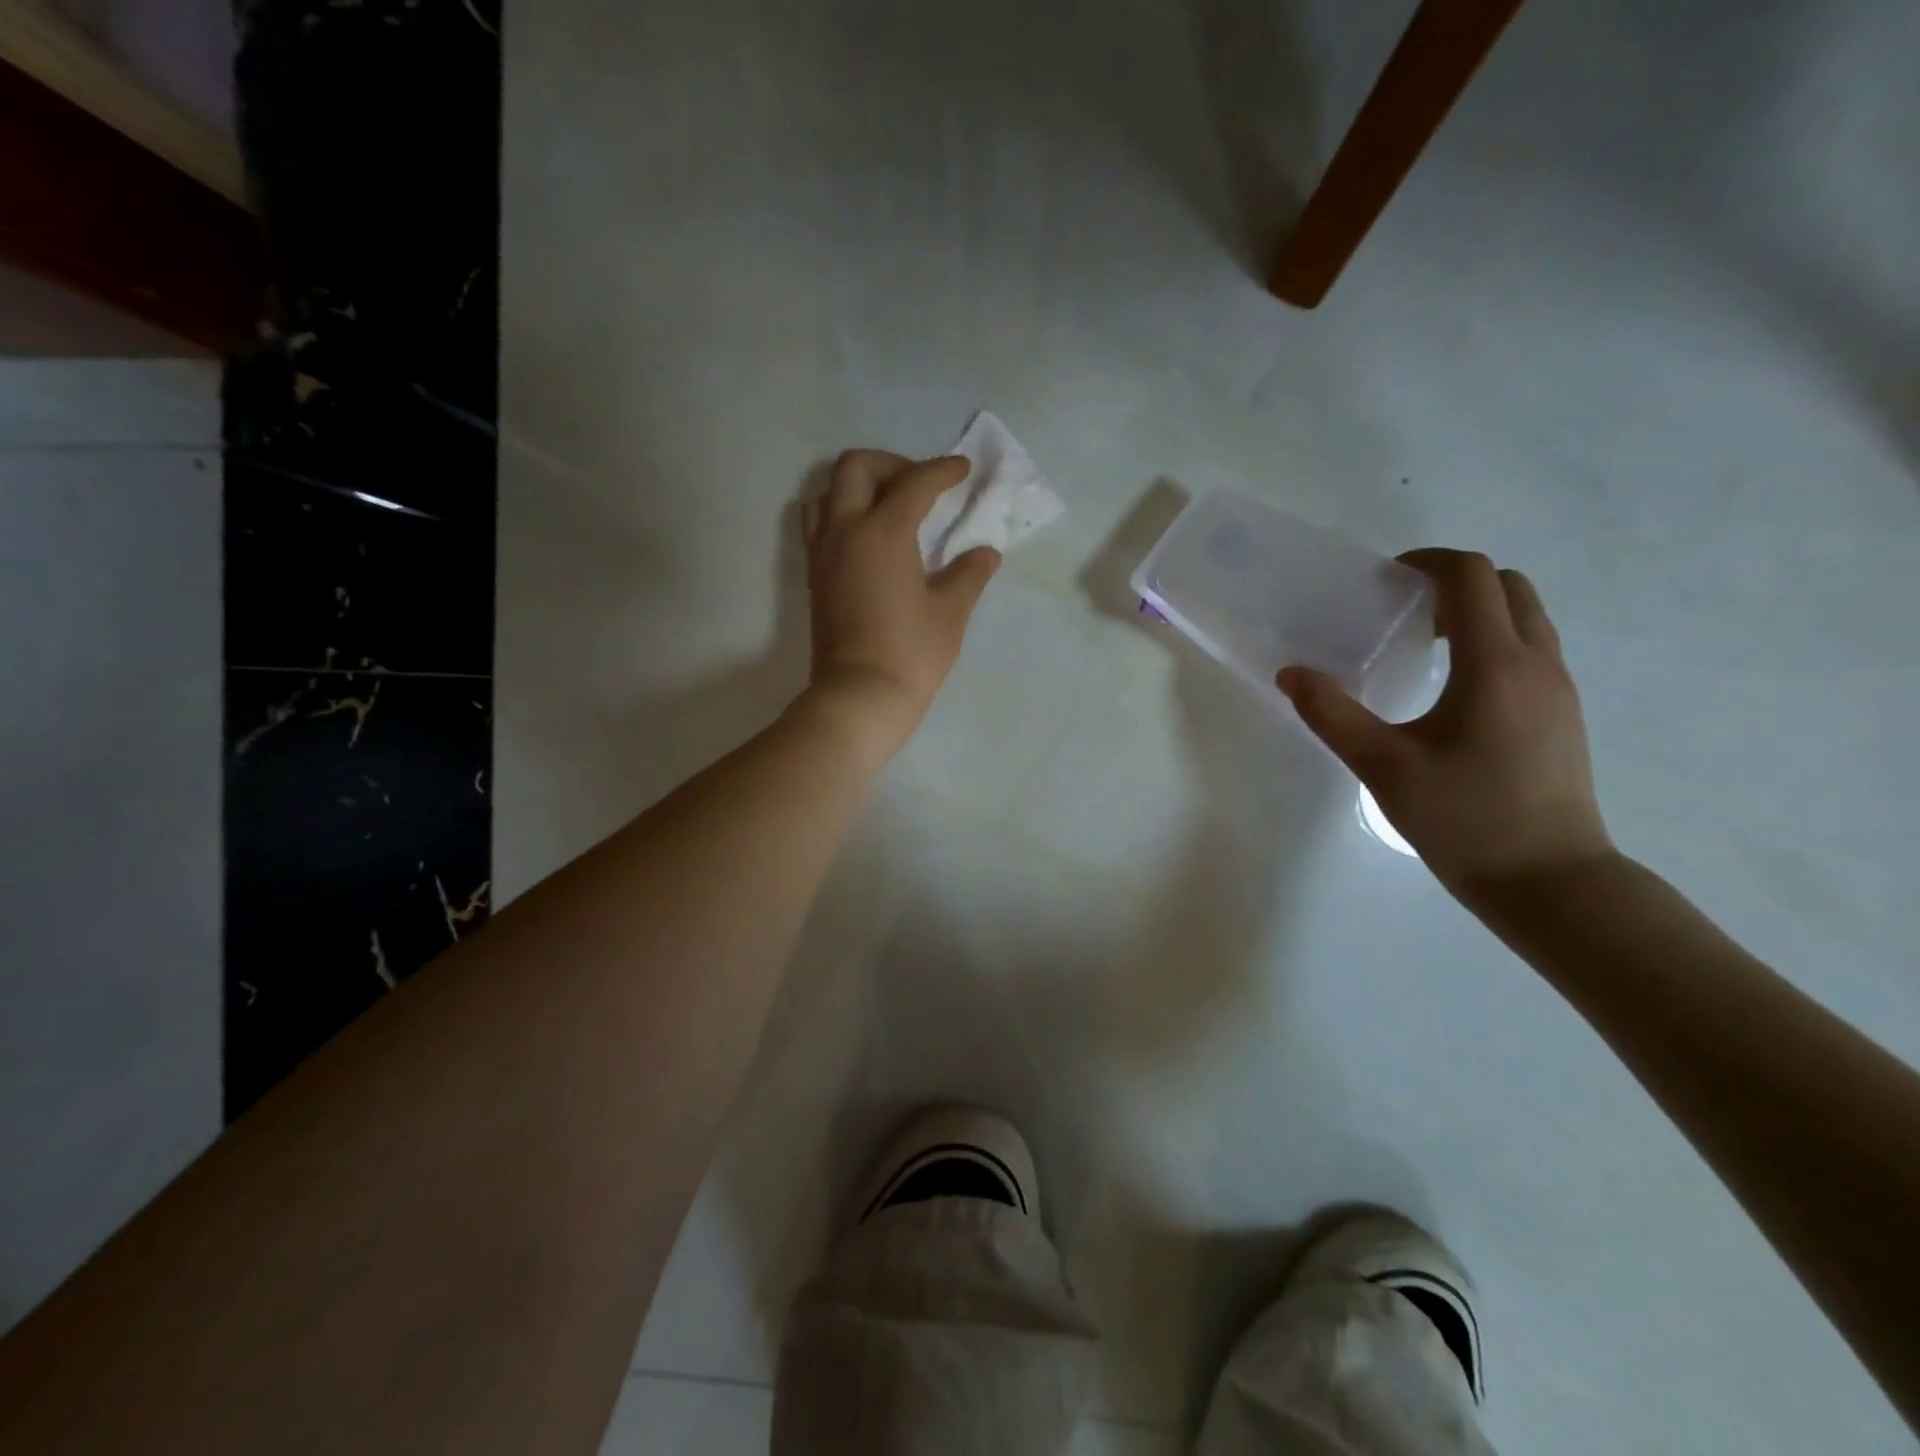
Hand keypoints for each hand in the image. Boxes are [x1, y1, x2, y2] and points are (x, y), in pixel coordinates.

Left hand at [799, 450, 999, 761]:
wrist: (858, 697)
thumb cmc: (910, 655)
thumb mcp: (950, 613)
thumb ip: (968, 574)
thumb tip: (986, 553)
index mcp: (883, 532)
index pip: (915, 482)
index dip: (943, 471)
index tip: (963, 470)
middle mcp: (845, 530)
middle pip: (856, 467)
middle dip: (892, 464)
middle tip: (921, 486)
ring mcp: (823, 552)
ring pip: (828, 490)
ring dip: (858, 484)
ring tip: (889, 506)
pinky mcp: (813, 575)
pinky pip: (819, 521)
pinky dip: (841, 511)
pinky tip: (868, 537)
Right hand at [1278, 548, 1613, 895]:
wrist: (1550, 881)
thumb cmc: (1464, 819)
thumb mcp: (1383, 766)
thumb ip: (1332, 714)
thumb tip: (1291, 674)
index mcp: (1494, 665)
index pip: (1472, 577)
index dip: (1427, 563)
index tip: (1386, 580)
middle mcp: (1538, 663)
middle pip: (1508, 586)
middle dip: (1454, 583)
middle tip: (1404, 612)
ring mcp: (1559, 688)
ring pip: (1526, 617)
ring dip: (1476, 612)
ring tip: (1423, 646)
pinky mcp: (1563, 714)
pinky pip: (1531, 649)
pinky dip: (1493, 641)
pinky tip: (1452, 689)